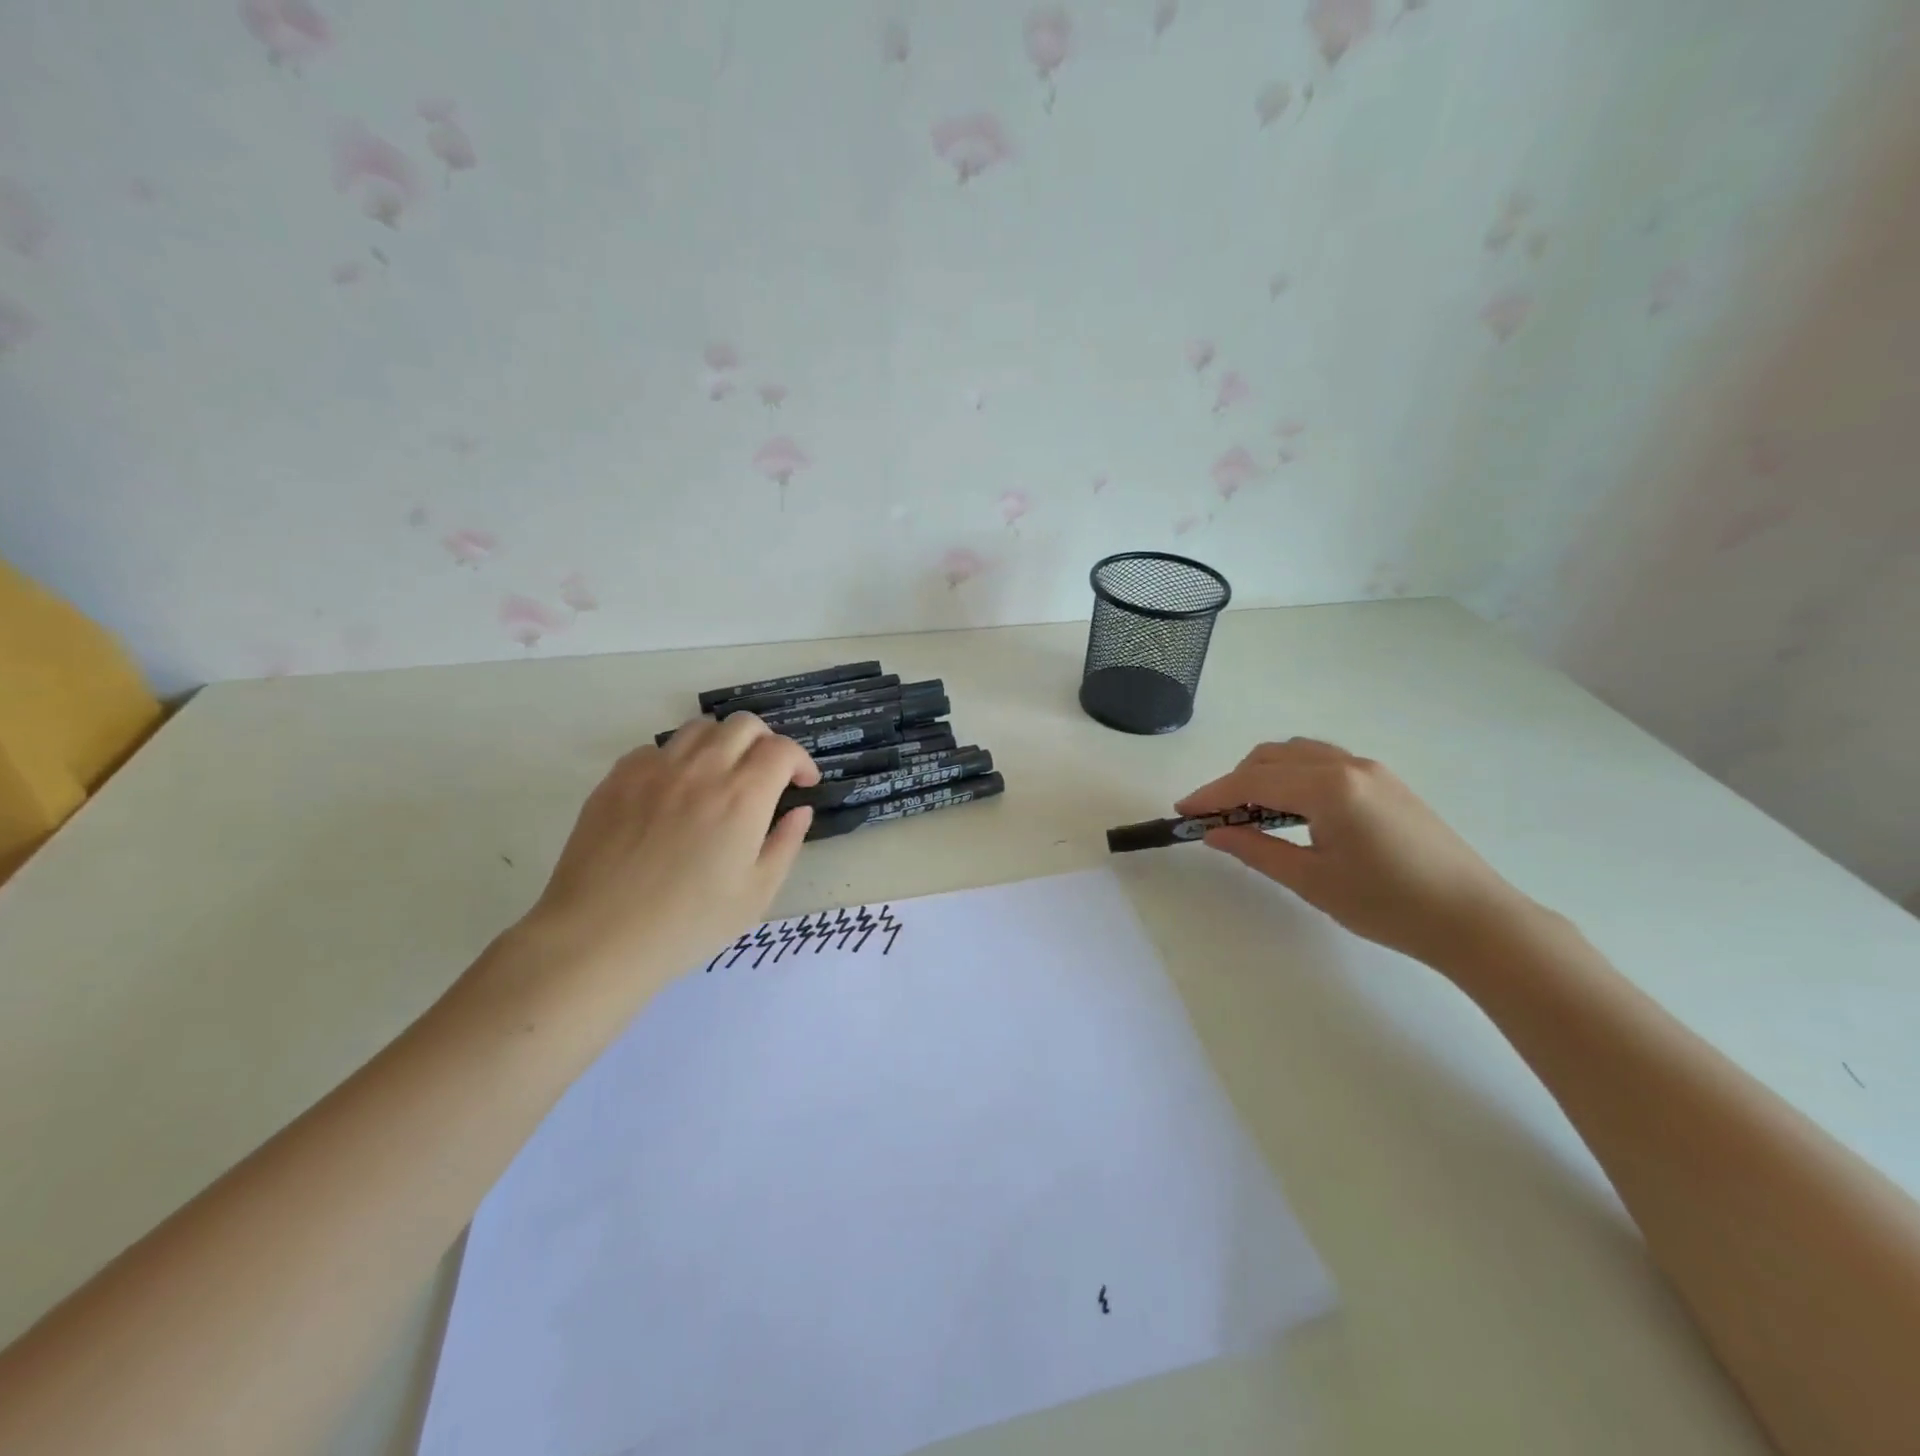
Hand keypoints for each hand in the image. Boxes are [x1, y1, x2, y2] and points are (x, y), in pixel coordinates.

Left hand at [513, 715, 818, 994]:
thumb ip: (785, 844)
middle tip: (766, 775)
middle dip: (766, 743)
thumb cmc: (687, 924)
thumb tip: (799, 811)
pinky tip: (674, 792)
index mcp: (742, 797)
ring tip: (721, 777)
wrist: (597, 938)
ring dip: (723, 743)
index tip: (802, 784)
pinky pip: (657, 748)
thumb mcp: (756, 894)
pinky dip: (678, 759)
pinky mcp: (617, 778)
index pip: (782, 749)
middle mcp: (701, 770)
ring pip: (700, 728)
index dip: (800, 761)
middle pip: (744, 725)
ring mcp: (655, 770)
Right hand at [1178, 738, 1534, 966]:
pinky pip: (1323, 762)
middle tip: (1214, 818)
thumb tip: (1214, 833)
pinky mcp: (1385, 782)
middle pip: (1270, 758)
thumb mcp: (1312, 881)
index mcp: (1328, 787)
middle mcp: (1347, 765)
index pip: (1252, 782)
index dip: (1212, 794)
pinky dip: (1292, 776)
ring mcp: (1371, 769)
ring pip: (1297, 754)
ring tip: (1249, 814)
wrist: (1474, 919)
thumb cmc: (1388, 905)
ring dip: (1263, 775)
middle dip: (1234, 782)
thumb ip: (1256, 849)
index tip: (1183, 811)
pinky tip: (1291, 810)